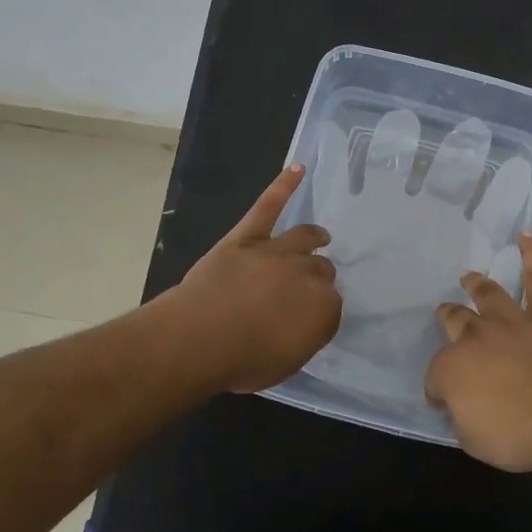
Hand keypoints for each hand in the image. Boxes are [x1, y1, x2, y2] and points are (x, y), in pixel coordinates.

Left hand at [163, 166, 342, 393]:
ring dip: (314, 237)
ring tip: (319, 237)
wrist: (200, 337)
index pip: (331, 307)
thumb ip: (303, 339)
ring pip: (305, 238)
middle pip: (321, 271)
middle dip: (318, 278)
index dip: (319, 313)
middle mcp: (308, 274)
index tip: (307, 321)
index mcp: (324, 308)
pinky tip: (297, 169)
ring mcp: (277, 250)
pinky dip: (283, 185)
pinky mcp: (248, 236)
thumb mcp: (286, 363)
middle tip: (305, 289)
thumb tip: (305, 325)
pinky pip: (269, 206)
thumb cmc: (243, 360)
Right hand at [424, 235, 531, 471]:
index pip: (435, 377)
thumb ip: (463, 416)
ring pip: (490, 295)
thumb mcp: (473, 440)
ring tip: (469, 276)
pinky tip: (526, 236)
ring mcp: (514, 323)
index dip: (438, 390)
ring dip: (477, 285)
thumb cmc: (518, 436)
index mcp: (453, 368)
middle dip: (449, 318)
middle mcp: (478, 337)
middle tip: (445, 313)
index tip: (443, 401)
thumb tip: (462, 406)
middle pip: (456, 321)